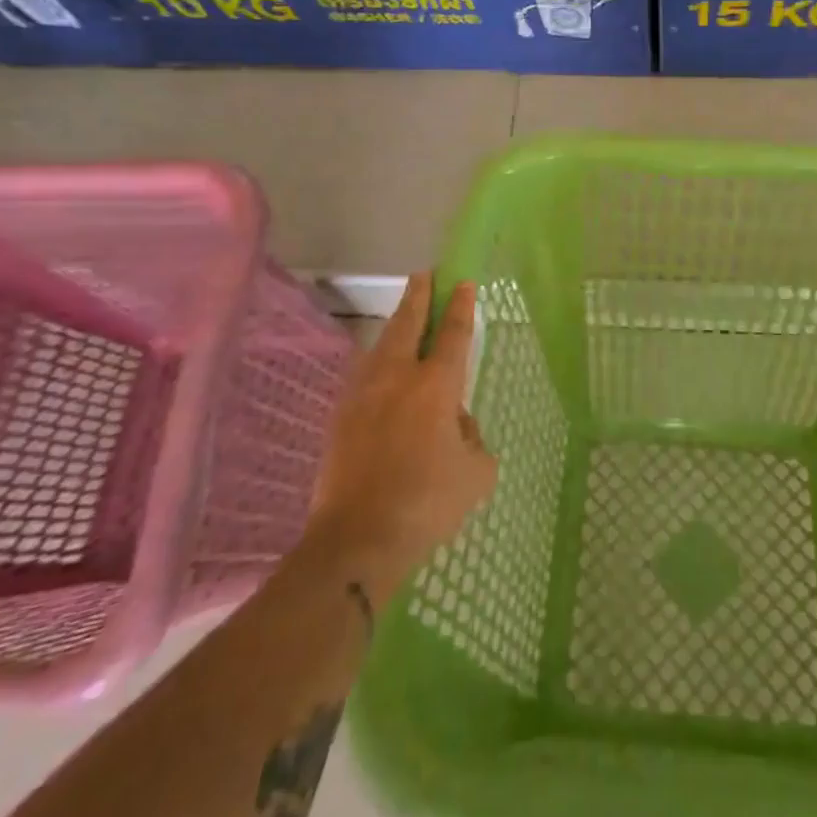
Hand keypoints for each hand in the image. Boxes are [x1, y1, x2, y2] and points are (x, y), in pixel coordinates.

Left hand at [308, 273, 496, 601]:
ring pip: (380, 347)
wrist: (356, 540)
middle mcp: (397, 379)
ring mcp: (363, 396)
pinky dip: (377, 363)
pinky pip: (363, 376)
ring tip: (403, 319)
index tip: (462, 282)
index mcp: (436, 386)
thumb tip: (455, 424)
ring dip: (394, 327)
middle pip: (407, 324)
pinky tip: (379, 371)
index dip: (460, 306)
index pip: (452, 334)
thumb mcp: (476, 473)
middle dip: (418, 296)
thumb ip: (472, 439)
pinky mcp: (340, 418)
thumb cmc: (426, 503)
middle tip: (424, 276)